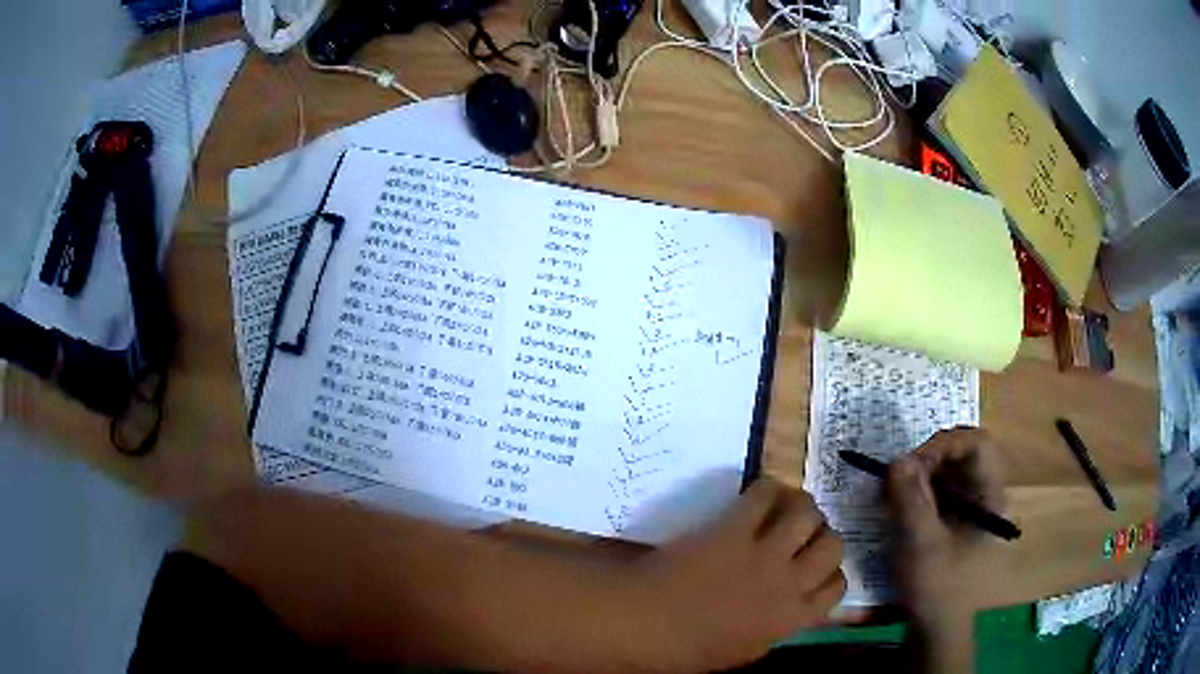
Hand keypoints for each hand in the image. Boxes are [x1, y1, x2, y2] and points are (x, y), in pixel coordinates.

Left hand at [636, 479, 844, 669]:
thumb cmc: (684, 649)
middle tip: (802, 534)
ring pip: (808, 514)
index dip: (830, 572)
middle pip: (833, 545)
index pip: (837, 587)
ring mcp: (763, 554)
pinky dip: (768, 489)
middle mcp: (788, 584)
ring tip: (786, 508)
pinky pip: (766, 494)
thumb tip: (790, 608)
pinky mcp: (734, 529)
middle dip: (822, 536)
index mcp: (791, 620)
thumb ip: (775, 629)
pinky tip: (758, 496)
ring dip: (802, 507)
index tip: (814, 566)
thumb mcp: (742, 652)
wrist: (642, 623)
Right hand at [887, 427, 1007, 629]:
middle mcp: (986, 496)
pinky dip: (918, 493)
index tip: (913, 463)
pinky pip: (939, 493)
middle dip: (928, 459)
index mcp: (991, 498)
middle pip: (963, 455)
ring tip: (892, 493)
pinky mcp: (955, 524)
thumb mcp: (922, 547)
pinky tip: (897, 508)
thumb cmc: (939, 591)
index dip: (946, 443)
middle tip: (897, 476)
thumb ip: (912, 502)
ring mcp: (971, 510)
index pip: (978, 444)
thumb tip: (898, 459)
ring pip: (949, 473)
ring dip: (919, 476)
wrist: (939, 633)